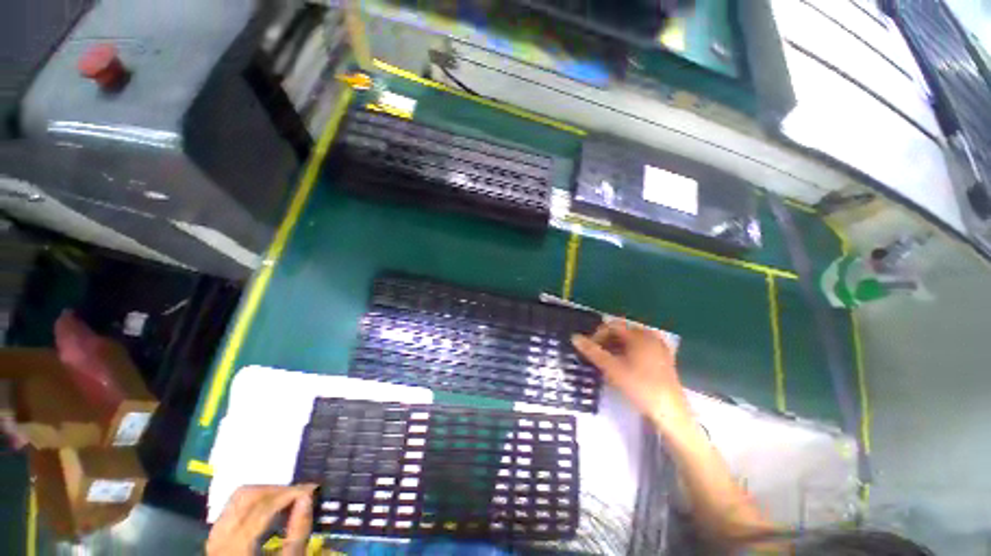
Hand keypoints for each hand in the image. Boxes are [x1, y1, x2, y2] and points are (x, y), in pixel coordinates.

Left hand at [206, 485, 316, 555]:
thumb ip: (298, 532)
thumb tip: (308, 496)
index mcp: (236, 546)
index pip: (265, 506)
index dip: (291, 493)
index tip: (312, 489)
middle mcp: (219, 537)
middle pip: (248, 495)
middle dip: (277, 490)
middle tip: (299, 494)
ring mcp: (215, 536)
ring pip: (239, 499)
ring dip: (266, 495)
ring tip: (286, 502)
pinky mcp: (217, 536)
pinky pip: (233, 509)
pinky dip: (254, 504)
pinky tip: (270, 513)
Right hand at [571, 319, 693, 433]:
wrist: (671, 413)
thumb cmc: (640, 387)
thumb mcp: (612, 369)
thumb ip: (592, 351)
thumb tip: (574, 337)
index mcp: (639, 335)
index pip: (612, 326)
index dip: (597, 335)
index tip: (589, 350)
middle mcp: (650, 336)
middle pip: (622, 332)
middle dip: (606, 342)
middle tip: (597, 357)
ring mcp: (659, 347)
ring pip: (631, 341)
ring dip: (616, 348)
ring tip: (608, 363)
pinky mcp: (664, 359)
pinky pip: (641, 349)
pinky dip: (628, 353)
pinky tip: (624, 368)